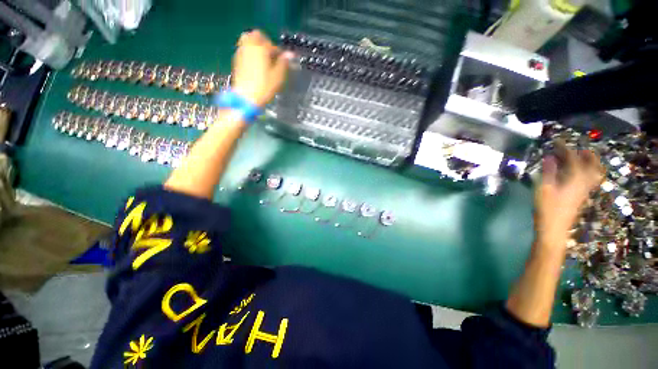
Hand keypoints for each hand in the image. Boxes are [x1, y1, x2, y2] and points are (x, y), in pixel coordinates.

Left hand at [231, 30, 292, 107]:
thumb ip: (283, 63)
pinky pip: (244, 50)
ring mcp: (241, 53)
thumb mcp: (278, 76)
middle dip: (264, 42)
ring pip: (247, 41)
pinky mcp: (236, 61)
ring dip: (256, 46)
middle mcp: (249, 46)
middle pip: (256, 35)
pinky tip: (255, 66)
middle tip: (270, 54)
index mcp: (261, 48)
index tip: (282, 60)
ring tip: (263, 60)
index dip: (278, 51)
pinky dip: (250, 53)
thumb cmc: (264, 87)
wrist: (246, 97)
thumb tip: (290, 54)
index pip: (271, 43)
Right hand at [534, 141, 603, 249]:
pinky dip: (587, 172)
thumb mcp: (544, 188)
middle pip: (592, 165)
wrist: (554, 229)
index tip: (557, 141)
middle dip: (587, 155)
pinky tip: (577, 173)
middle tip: (577, 149)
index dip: (565, 149)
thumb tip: (550, 157)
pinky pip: (589, 179)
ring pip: (593, 173)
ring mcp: (584, 191)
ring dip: (590, 163)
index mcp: (575, 179)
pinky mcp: (581, 196)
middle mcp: (584, 183)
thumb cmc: (547, 208)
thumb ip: (549, 172)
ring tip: (581, 158)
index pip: (573, 159)